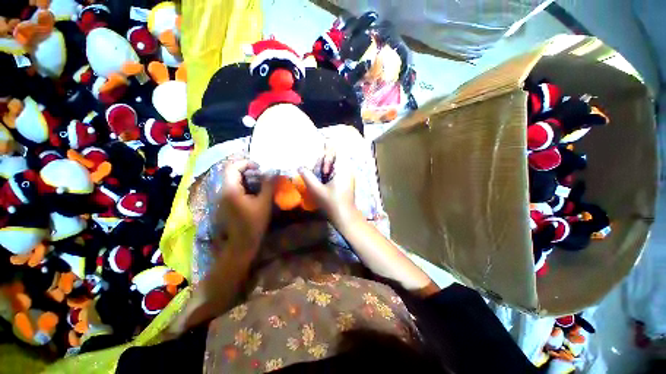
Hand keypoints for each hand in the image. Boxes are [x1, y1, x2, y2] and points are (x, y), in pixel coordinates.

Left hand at [216, 160, 274, 252]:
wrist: (241, 243)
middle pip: (231, 172)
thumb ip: (268, 184)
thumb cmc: (254, 222)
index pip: (233, 167)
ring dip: (246, 177)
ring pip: (232, 180)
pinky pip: (232, 188)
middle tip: (262, 174)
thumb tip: (273, 171)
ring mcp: (222, 198)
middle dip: (247, 170)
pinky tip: (254, 191)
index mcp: (230, 189)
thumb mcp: (264, 202)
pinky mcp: (225, 203)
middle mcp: (222, 191)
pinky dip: (243, 185)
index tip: (260, 167)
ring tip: (260, 182)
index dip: (246, 163)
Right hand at [299, 152, 358, 226]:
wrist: (345, 217)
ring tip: (319, 172)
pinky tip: (324, 178)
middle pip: (336, 155)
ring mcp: (349, 175)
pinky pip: (339, 170)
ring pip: (337, 163)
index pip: (337, 149)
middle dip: (325, 159)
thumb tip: (300, 166)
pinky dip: (330, 171)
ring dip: (327, 165)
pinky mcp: (348, 181)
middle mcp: (348, 169)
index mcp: (343, 168)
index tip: (317, 148)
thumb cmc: (332, 203)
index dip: (327, 146)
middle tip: (316, 166)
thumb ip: (307, 176)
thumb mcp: (317, 190)